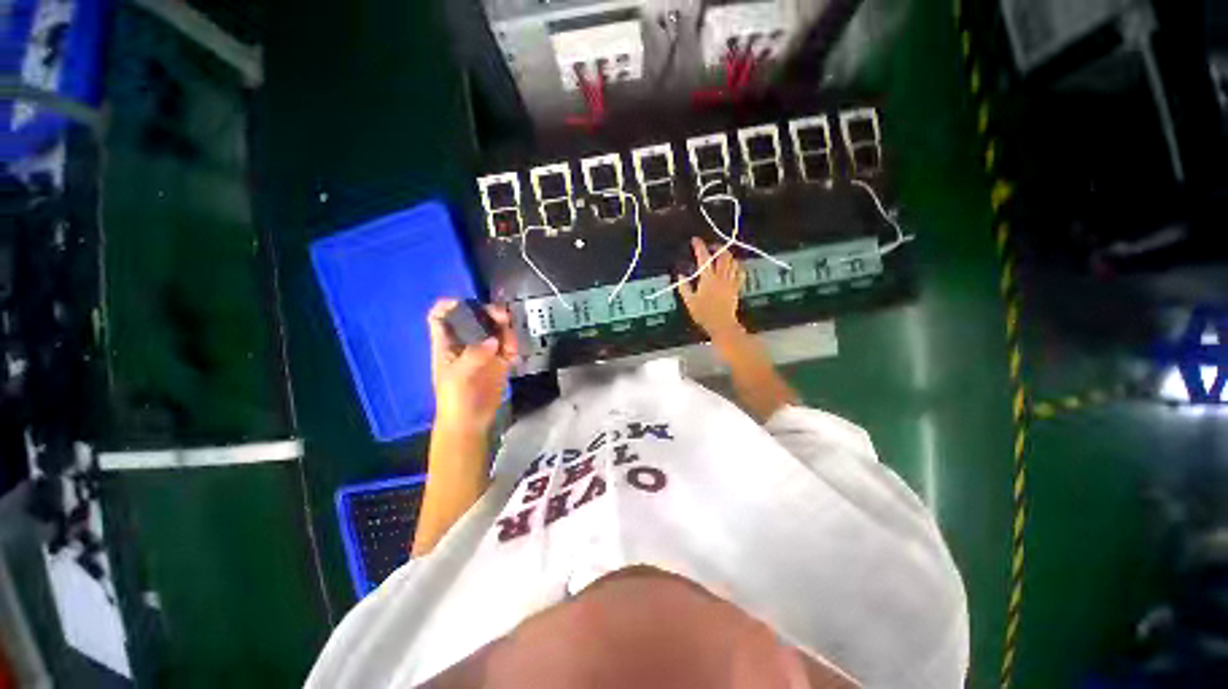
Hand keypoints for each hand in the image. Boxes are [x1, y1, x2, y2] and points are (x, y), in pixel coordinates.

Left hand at [427, 299, 517, 432]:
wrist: (470, 422)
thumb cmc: (454, 398)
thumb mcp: (457, 376)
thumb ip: (473, 355)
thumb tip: (494, 341)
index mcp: (446, 344)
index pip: (440, 318)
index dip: (447, 306)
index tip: (463, 302)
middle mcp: (465, 344)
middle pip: (474, 319)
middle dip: (488, 313)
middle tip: (502, 316)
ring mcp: (484, 352)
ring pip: (495, 330)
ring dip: (505, 329)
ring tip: (510, 340)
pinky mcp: (499, 362)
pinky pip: (508, 347)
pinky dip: (513, 346)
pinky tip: (513, 354)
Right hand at [679, 238, 744, 340]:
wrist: (722, 325)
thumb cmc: (703, 314)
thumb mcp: (689, 302)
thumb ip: (684, 287)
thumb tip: (681, 275)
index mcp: (708, 279)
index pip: (703, 257)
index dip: (699, 246)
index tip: (695, 240)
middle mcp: (721, 277)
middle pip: (723, 255)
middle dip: (717, 247)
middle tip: (710, 247)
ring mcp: (731, 281)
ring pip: (733, 261)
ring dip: (727, 255)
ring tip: (721, 255)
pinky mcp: (737, 287)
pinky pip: (740, 271)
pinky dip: (736, 265)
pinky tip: (733, 266)